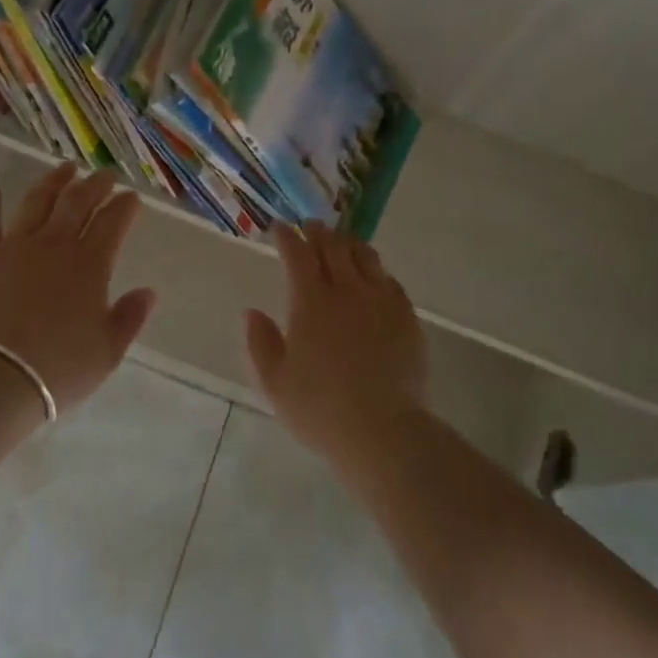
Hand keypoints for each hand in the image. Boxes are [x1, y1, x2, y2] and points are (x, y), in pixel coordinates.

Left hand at [0, 164, 156, 415]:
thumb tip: (148, 292)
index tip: (132, 197)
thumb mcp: (107, 352)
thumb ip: (129, 318)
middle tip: (105, 174)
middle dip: (95, 185)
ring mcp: (13, 249)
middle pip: (77, 203)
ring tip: (65, 169)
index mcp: (89, 264)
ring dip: (53, 182)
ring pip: (36, 203)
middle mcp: (53, 245)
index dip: (124, 206)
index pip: (112, 223)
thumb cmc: (58, 368)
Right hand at [244, 222, 427, 456]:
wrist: (382, 431)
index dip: (286, 236)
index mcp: (311, 301)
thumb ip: (260, 342)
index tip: (278, 228)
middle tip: (309, 227)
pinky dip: (375, 271)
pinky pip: (389, 280)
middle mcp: (347, 290)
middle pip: (332, 246)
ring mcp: (380, 300)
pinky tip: (372, 278)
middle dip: (317, 232)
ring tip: (340, 243)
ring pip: (365, 256)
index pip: (297, 254)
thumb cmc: (319, 409)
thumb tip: (251, 312)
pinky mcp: (406, 316)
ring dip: (348, 243)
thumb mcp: (274, 382)